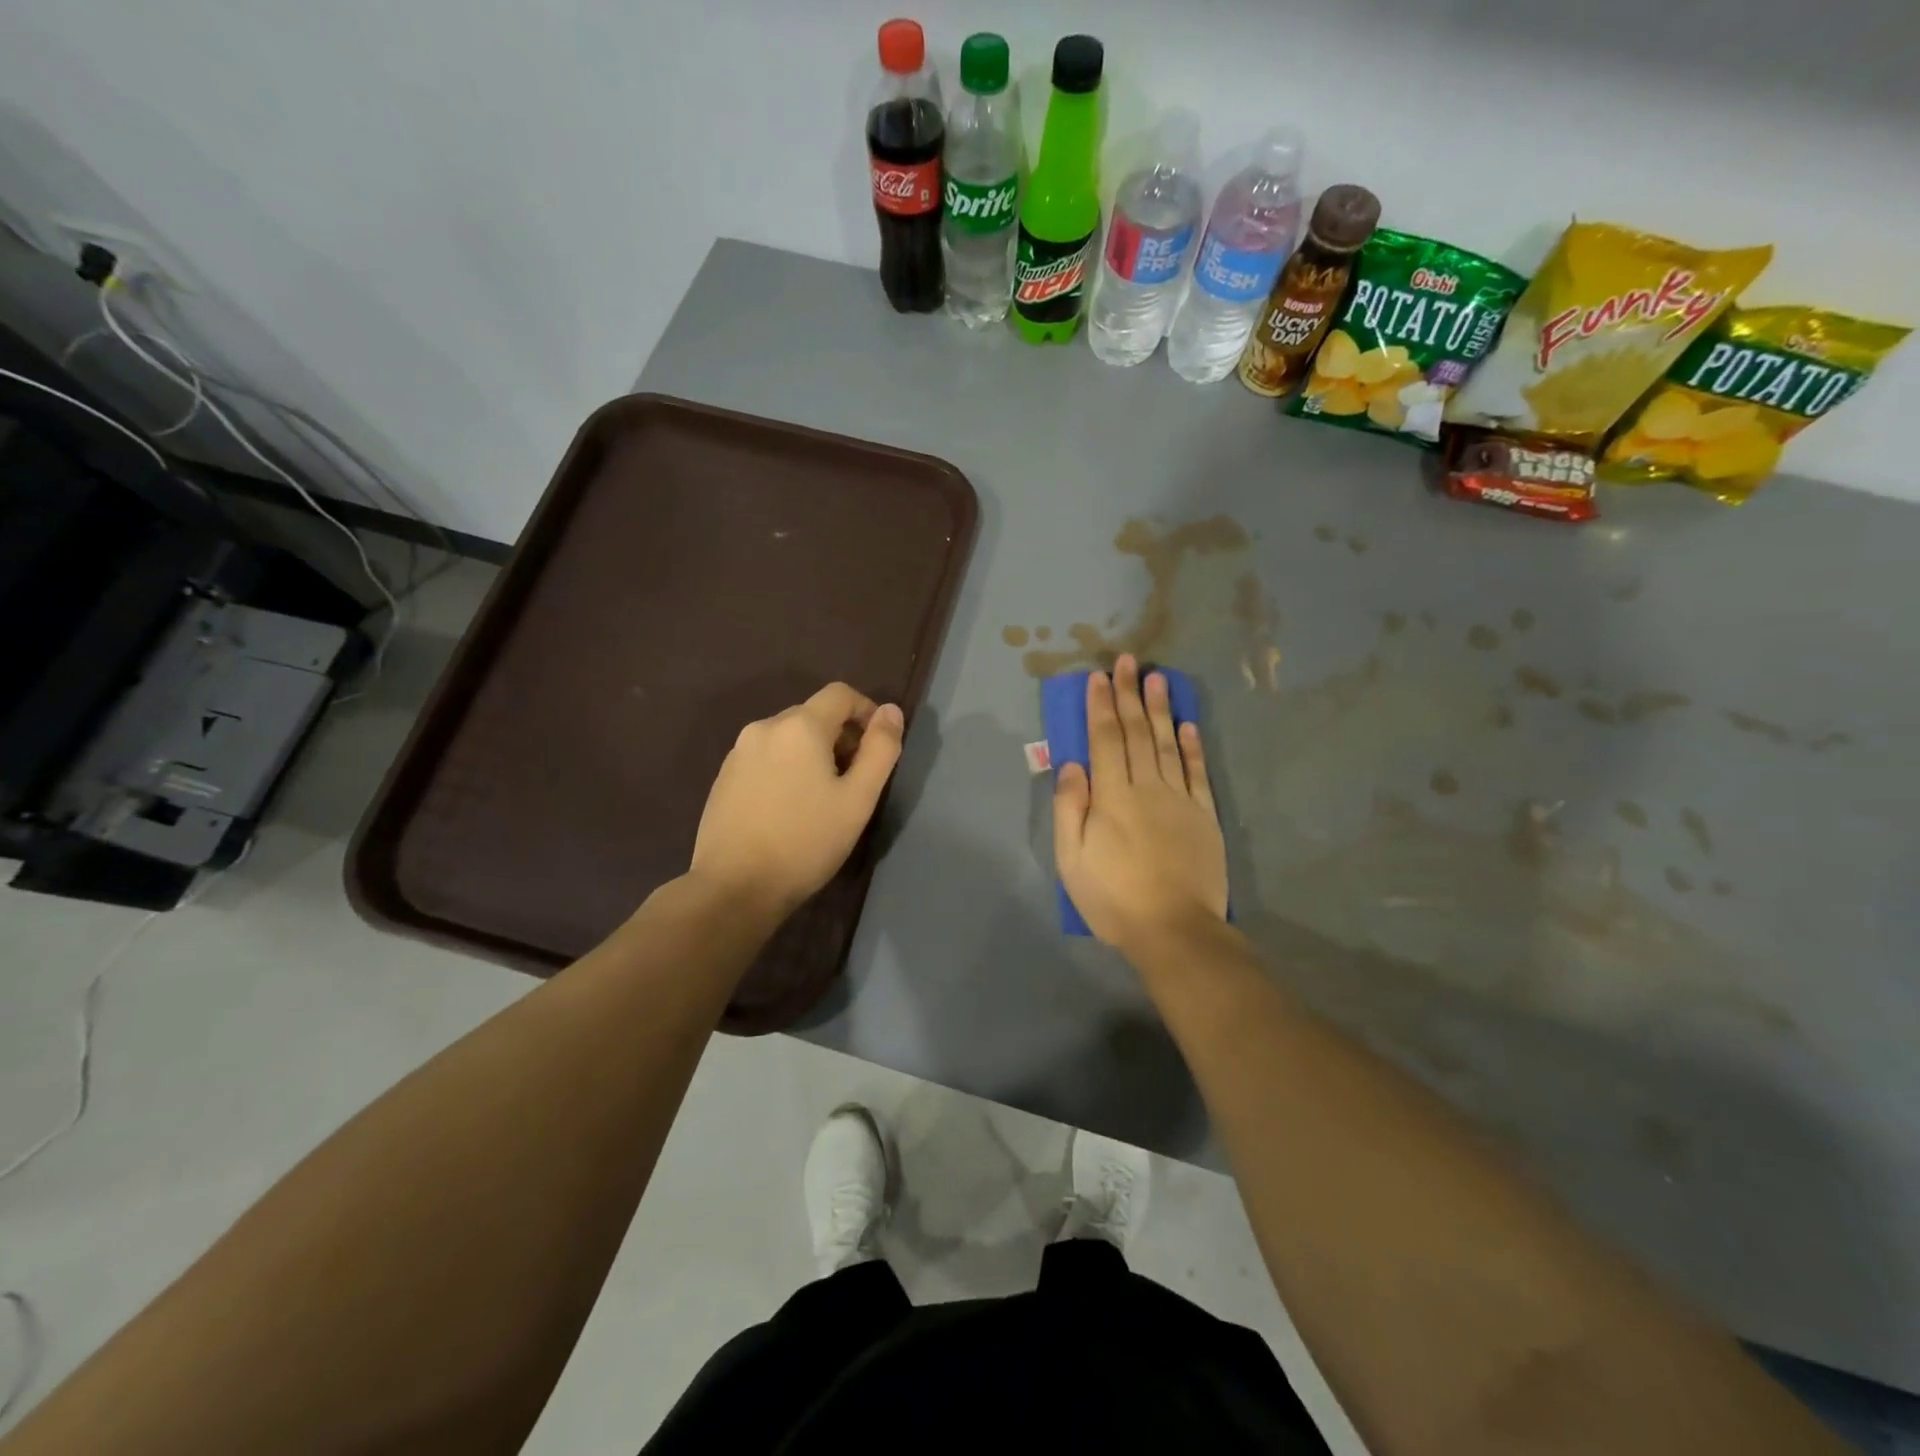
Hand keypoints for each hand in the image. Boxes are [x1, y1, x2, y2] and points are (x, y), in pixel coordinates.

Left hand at [690, 684, 904, 917]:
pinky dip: (786, 768)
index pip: (841, 694)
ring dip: (813, 753)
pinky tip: (789, 808)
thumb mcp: (858, 799)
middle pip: (813, 714)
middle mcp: (765, 727)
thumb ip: (880, 749)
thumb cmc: (805, 842)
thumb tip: (891, 711)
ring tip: (822, 797)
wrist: (734, 887)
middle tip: (855, 780)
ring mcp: (738, 752)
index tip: (878, 747)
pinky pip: (766, 757)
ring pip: (788, 737)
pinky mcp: (723, 777)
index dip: (867, 711)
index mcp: (800, 726)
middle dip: (841, 736)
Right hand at [1053, 655, 1227, 954]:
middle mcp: (1147, 787)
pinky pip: (1197, 772)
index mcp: (1112, 797)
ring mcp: (1180, 799)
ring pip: (1168, 744)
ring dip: (1161, 709)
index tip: (1099, 677)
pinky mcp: (1204, 815)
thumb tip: (1072, 764)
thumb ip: (1070, 809)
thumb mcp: (1072, 860)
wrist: (1175, 930)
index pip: (1105, 740)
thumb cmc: (1114, 898)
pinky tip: (1188, 724)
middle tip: (1128, 661)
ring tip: (1157, 678)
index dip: (1101, 706)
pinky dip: (1193, 746)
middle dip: (1129, 695)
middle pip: (1137, 733)